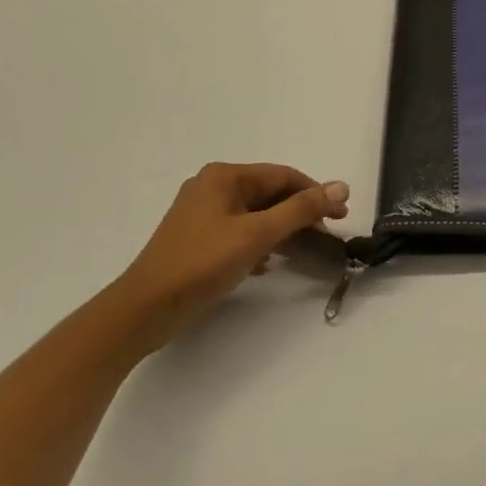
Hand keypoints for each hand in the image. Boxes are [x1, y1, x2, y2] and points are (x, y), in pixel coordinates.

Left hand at [119, 162, 349, 346]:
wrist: (144, 310)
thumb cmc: (202, 264)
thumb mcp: (258, 234)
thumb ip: (301, 209)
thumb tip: (341, 187)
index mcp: (224, 176)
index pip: (283, 176)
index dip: (315, 193)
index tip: (341, 214)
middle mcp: (212, 187)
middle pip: (269, 193)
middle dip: (299, 213)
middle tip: (326, 234)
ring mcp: (201, 214)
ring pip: (255, 214)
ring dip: (281, 229)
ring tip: (303, 250)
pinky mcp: (196, 239)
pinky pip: (239, 231)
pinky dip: (259, 243)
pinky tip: (268, 264)